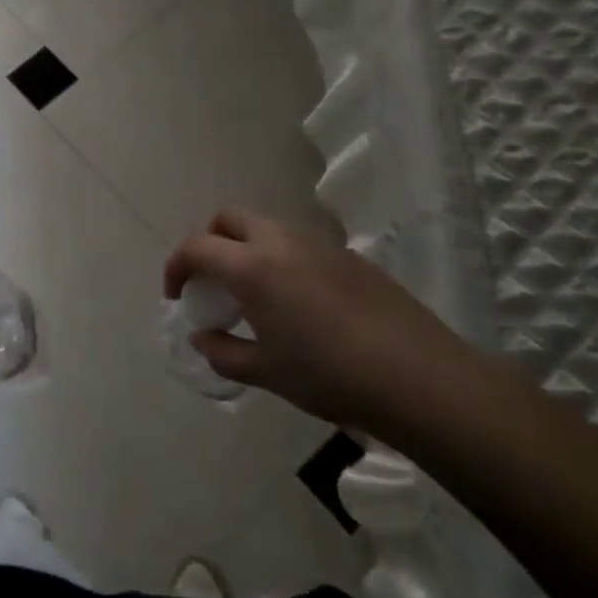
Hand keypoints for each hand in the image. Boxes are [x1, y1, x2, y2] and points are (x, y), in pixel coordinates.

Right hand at [164, 209, 472, 430]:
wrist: (421, 379)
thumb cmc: (330, 375)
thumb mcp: (266, 372)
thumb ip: (223, 352)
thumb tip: (204, 337)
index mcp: (252, 267)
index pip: (196, 247)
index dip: (176, 267)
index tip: (176, 295)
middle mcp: (281, 242)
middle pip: (229, 218)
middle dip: (209, 241)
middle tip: (211, 281)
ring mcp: (320, 245)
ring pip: (267, 227)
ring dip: (247, 248)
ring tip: (255, 295)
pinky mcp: (352, 258)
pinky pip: (302, 245)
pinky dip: (283, 260)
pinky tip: (301, 304)